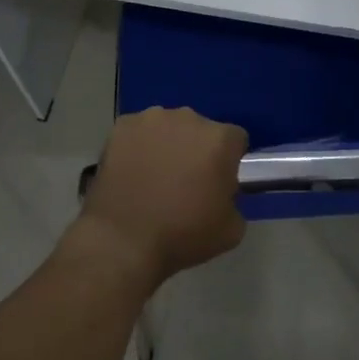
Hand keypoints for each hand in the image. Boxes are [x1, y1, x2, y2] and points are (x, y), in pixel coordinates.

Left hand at [76, 107, 248, 287]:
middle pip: (201, 130)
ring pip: (168, 128)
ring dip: (167, 145)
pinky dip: (138, 146)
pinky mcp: (122, 125)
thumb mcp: (231, 230)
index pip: (236, 140)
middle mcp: (188, 118)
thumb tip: (223, 193)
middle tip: (185, 183)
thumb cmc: (182, 235)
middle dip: (197, 150)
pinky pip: (138, 132)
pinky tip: (131, 173)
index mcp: (219, 139)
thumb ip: (235, 201)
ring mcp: (152, 118)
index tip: (219, 183)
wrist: (122, 241)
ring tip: (154, 179)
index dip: (230, 161)